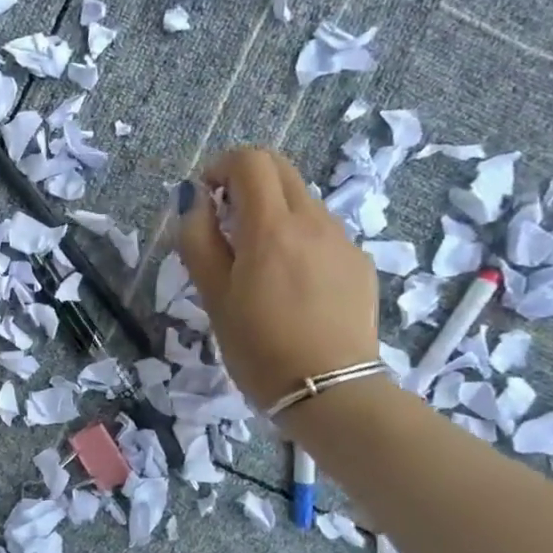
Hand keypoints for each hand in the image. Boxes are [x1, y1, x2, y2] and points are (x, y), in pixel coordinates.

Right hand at [176, 146, 379, 409]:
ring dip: (272, 210)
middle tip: (224, 221)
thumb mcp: (213, 296)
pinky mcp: (359, 263)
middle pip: (281, 169)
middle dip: (246, 180)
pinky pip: (322, 232)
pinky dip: (297, 237)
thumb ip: (199, 240)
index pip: (250, 161)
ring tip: (255, 260)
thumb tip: (194, 200)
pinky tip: (289, 284)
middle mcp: (313, 221)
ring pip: (302, 200)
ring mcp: (342, 240)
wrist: (329, 390)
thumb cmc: (258, 347)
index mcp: (271, 227)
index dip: (221, 167)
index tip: (204, 198)